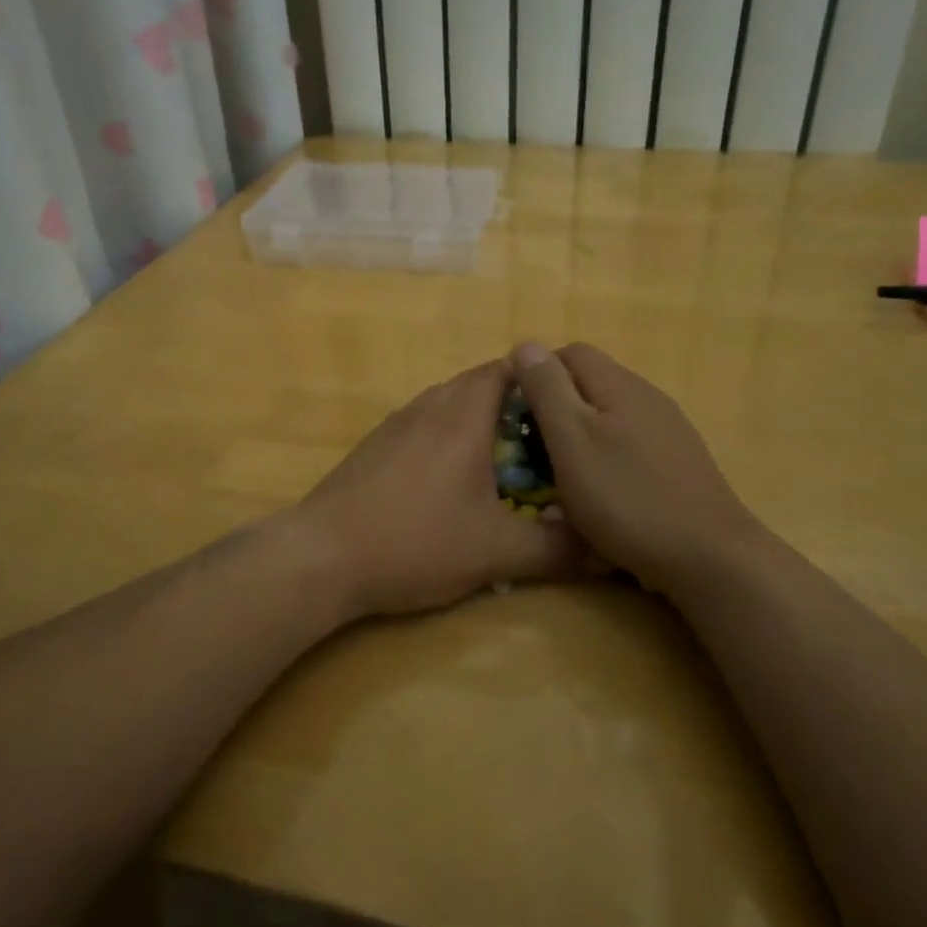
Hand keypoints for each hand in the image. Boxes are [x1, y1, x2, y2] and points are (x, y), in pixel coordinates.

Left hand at [296, 360, 584, 620]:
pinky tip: (448, 484)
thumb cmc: (416, 542)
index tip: (563, 407)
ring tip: (501, 462)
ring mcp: (394, 426)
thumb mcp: (495, 552)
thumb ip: (554, 550)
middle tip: (542, 441)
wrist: (322, 557)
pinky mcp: (371, 449)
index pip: (504, 370)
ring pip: (445, 405)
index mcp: (462, 416)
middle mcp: (427, 408)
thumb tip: (604, 552)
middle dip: (512, 405)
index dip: (537, 380)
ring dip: (475, 422)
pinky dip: (445, 439)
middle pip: (476, 384)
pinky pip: (420, 427)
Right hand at [509, 342, 758, 596]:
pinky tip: (601, 496)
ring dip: (580, 438)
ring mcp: (668, 429)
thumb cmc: (626, 496)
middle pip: (591, 384)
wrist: (707, 555)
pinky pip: (629, 446)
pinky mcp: (679, 462)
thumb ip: (547, 389)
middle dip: (557, 409)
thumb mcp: (571, 439)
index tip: (518, 415)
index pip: (570, 353)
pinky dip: (606, 460)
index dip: (537, 375)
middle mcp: (647, 396)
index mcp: (619, 384)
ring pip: (610, 416)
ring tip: (562, 477)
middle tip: (535, 450)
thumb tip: (526, 345)